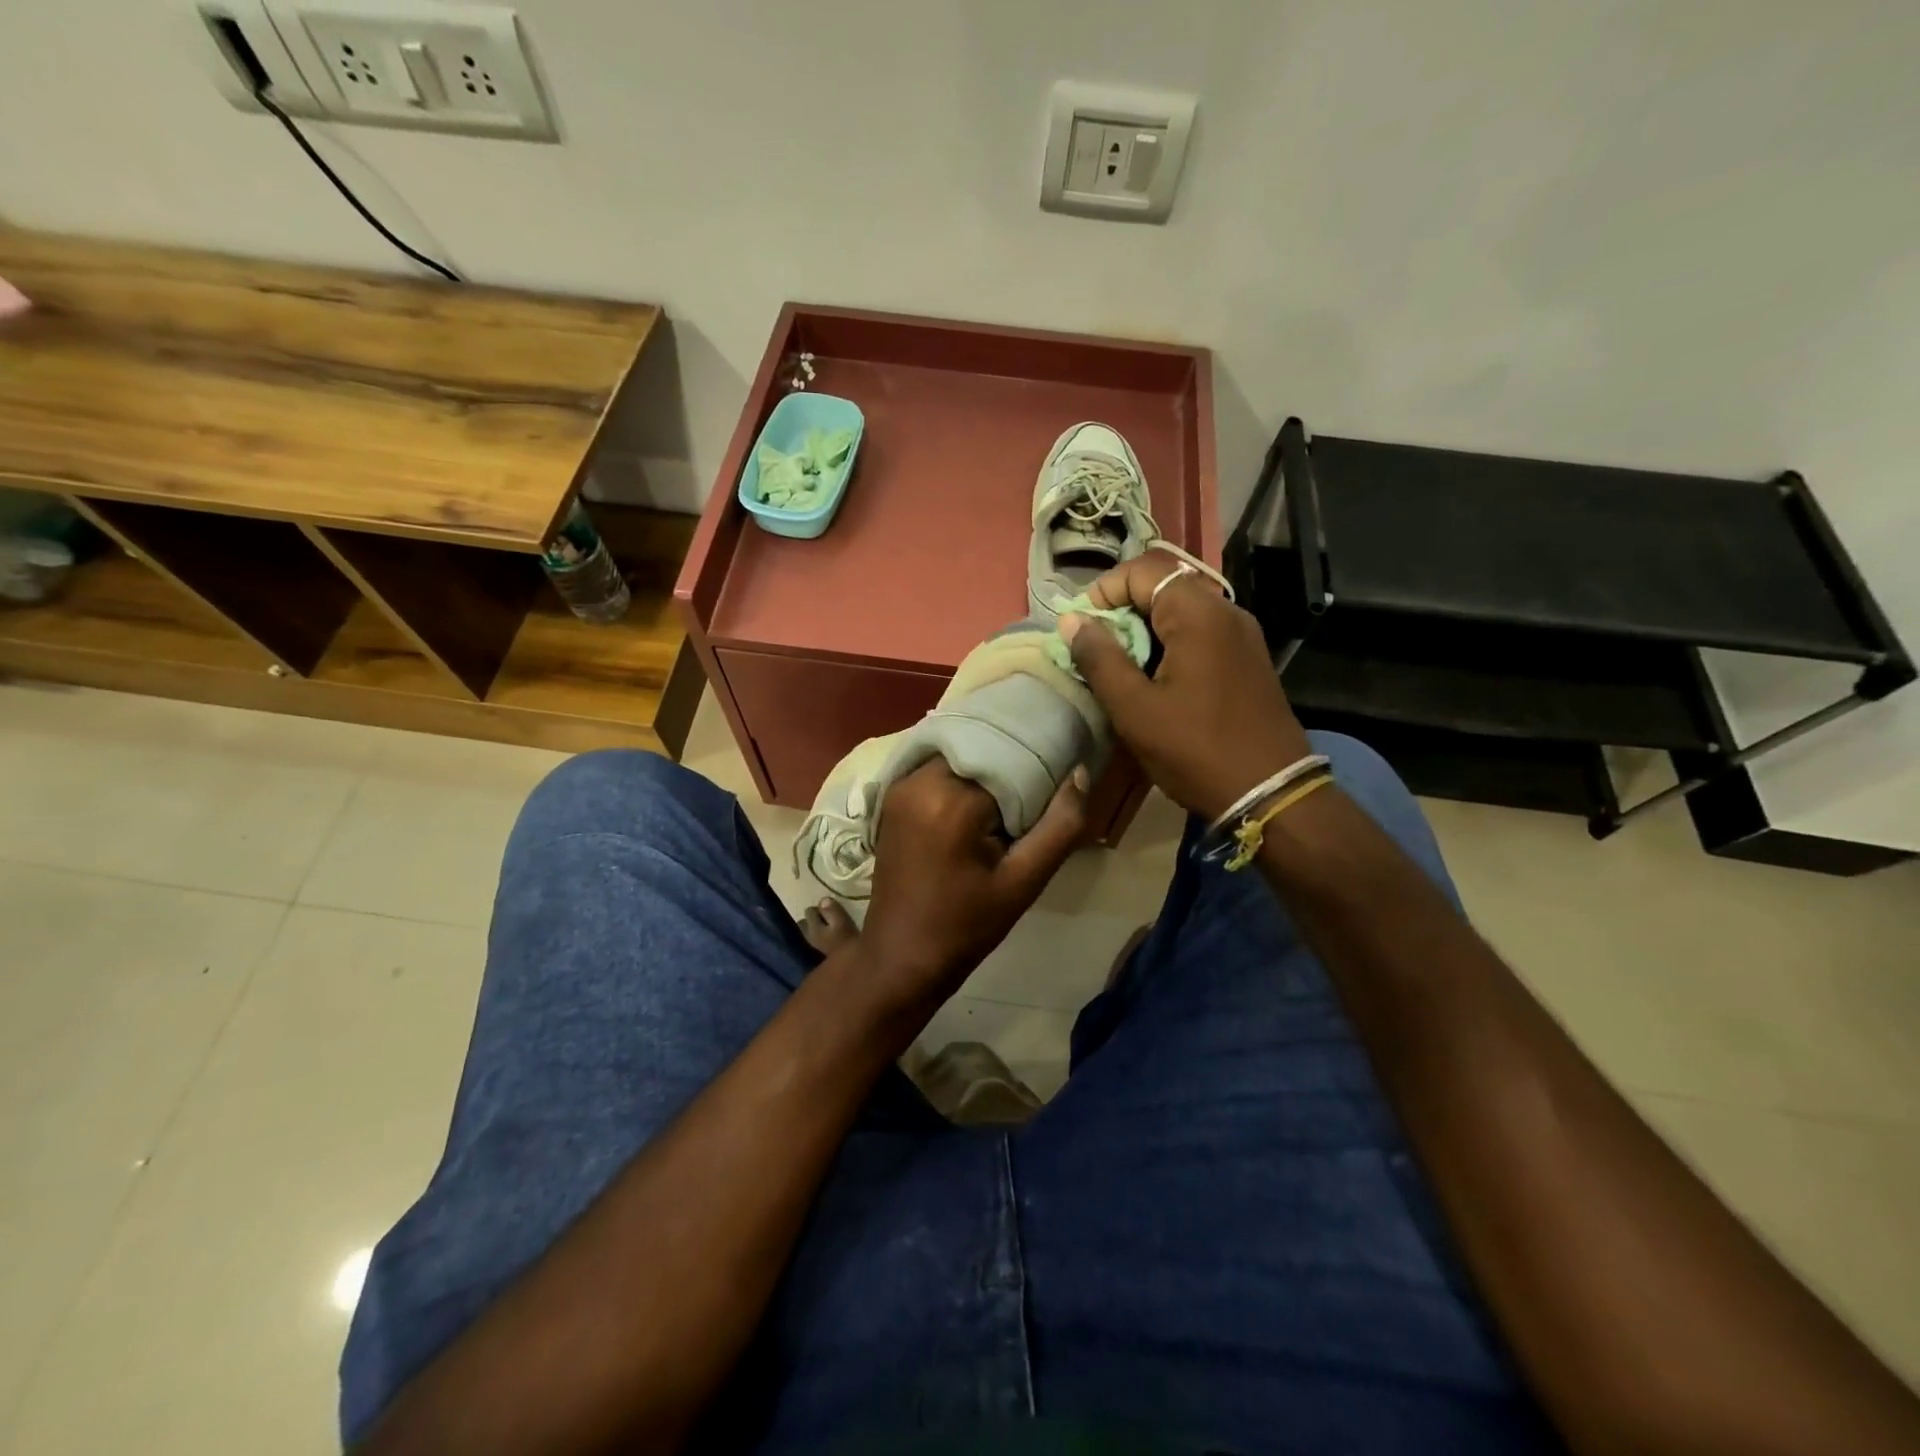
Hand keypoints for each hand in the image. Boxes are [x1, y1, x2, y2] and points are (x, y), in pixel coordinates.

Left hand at [859, 758, 1086, 1011]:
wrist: (901, 957)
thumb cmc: (965, 926)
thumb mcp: (1023, 882)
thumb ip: (1059, 826)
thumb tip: (1079, 773)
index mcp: (950, 800)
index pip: (1007, 759)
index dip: (1037, 766)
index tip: (1059, 775)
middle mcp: (918, 781)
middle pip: (979, 750)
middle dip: (1010, 761)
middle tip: (1040, 782)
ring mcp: (899, 786)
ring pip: (957, 755)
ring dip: (985, 767)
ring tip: (1014, 790)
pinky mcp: (892, 797)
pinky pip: (936, 768)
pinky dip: (962, 774)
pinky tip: (982, 797)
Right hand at [1062, 552, 1311, 821]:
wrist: (1271, 793)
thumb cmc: (1196, 750)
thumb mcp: (1135, 709)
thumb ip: (1099, 659)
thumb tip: (1071, 620)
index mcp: (1199, 614)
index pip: (1142, 571)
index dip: (1103, 592)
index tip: (1081, 631)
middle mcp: (1226, 611)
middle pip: (1163, 586)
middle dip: (1121, 612)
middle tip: (1096, 653)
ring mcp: (1242, 635)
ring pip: (1181, 611)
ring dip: (1144, 631)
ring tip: (1120, 670)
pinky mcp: (1247, 659)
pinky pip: (1199, 634)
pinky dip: (1169, 645)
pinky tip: (1154, 682)